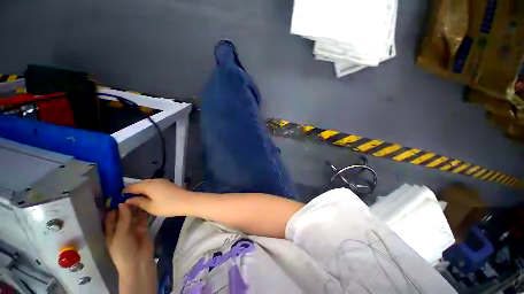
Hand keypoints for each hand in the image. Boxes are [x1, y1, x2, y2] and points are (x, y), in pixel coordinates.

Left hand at [105, 204, 155, 292]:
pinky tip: (146, 203)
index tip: (116, 196)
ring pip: (133, 215)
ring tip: (139, 196)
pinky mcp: (143, 228)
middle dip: (126, 206)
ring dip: (135, 207)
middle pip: (123, 215)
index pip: (110, 217)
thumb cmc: (123, 251)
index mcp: (111, 231)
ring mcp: (133, 228)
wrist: (139, 261)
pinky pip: (143, 218)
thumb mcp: (120, 235)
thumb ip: (122, 219)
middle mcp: (122, 228)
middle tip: (130, 193)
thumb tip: (123, 204)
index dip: (112, 208)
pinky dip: (144, 212)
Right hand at [123, 179, 192, 216]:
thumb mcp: (150, 207)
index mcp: (148, 185)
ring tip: (136, 198)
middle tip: (127, 198)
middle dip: (133, 189)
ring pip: (148, 183)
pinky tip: (148, 195)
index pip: (132, 186)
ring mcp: (163, 181)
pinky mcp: (168, 183)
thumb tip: (127, 200)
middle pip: (140, 183)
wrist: (186, 201)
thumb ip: (138, 202)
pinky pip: (154, 184)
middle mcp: (155, 180)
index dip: (125, 191)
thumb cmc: (167, 205)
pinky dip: (149, 188)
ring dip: (142, 189)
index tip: (118, 197)